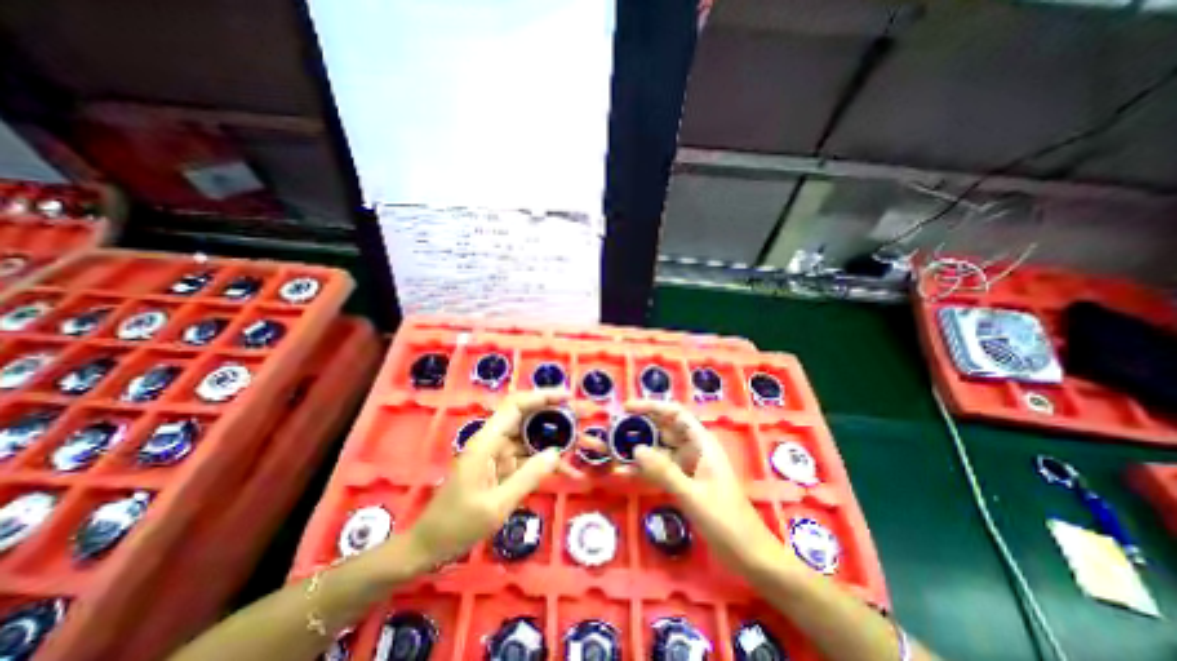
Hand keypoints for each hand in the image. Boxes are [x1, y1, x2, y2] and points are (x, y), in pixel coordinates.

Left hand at [405, 394, 577, 566]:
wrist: (429, 547)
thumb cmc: (457, 526)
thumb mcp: (496, 505)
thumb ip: (528, 476)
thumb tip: (557, 452)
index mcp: (486, 441)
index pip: (516, 405)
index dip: (542, 396)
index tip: (568, 397)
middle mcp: (493, 441)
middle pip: (528, 417)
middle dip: (557, 414)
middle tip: (584, 416)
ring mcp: (497, 454)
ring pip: (531, 437)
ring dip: (556, 438)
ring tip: (584, 441)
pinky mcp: (501, 467)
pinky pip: (528, 457)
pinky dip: (547, 461)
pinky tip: (569, 470)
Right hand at [620, 401, 795, 575]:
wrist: (749, 556)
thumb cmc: (727, 521)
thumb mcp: (694, 495)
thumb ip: (664, 471)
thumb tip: (636, 449)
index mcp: (702, 444)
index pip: (675, 414)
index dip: (652, 406)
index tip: (627, 408)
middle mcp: (694, 450)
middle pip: (663, 429)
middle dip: (640, 426)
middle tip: (613, 429)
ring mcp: (688, 467)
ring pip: (659, 450)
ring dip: (638, 448)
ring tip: (613, 448)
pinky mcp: (683, 483)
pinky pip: (659, 469)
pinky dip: (643, 469)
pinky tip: (623, 471)